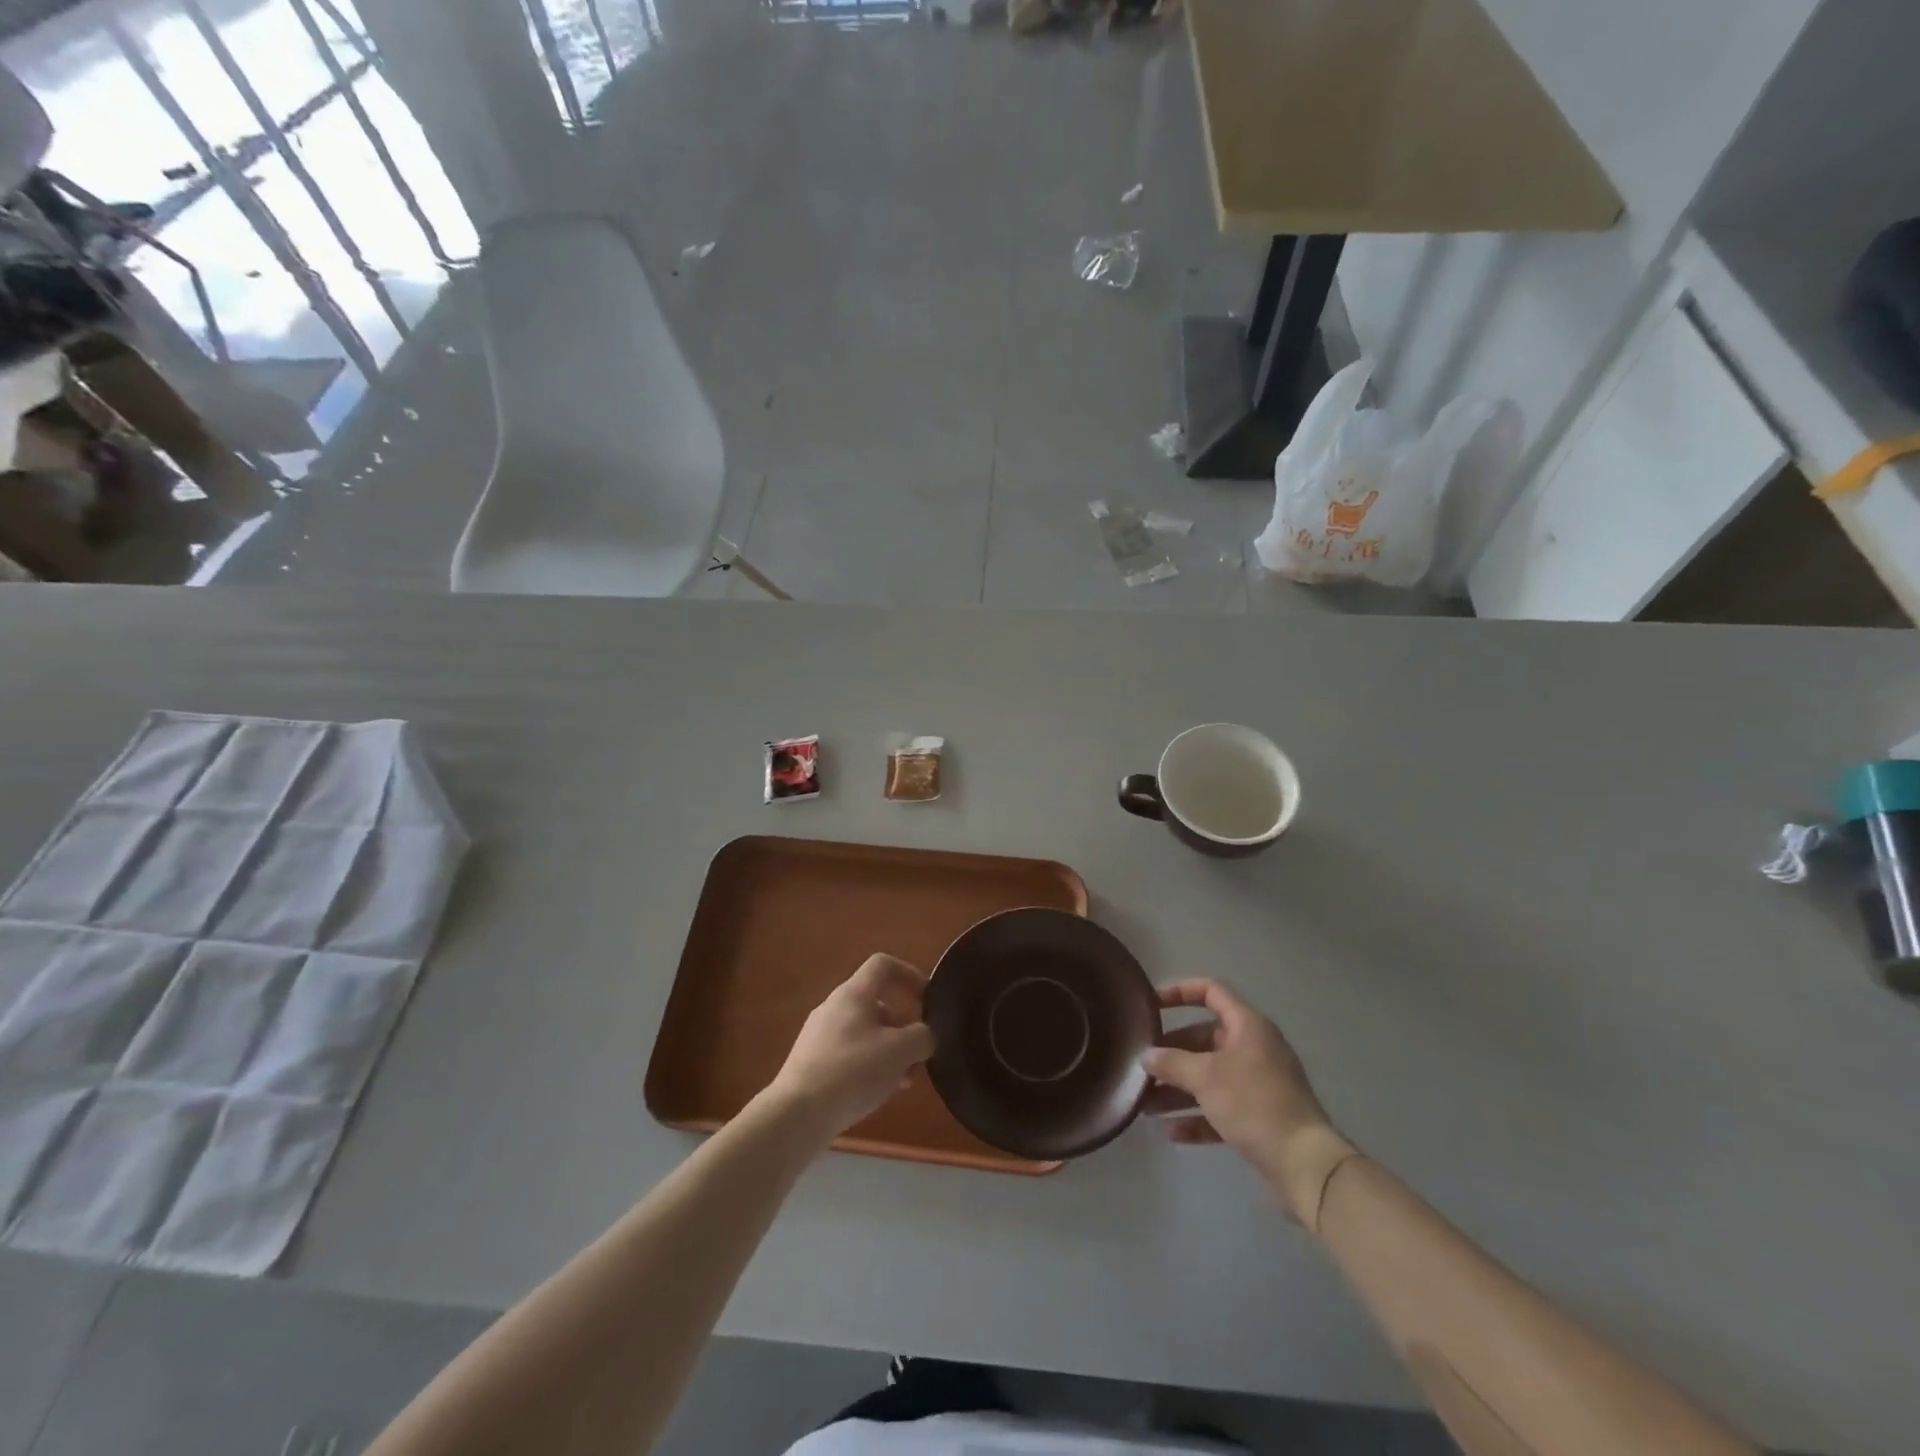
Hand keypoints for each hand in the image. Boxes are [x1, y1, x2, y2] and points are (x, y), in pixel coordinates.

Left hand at [763, 954, 935, 1143]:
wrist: (797, 1114)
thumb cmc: (853, 1072)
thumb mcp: (900, 1051)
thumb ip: (921, 1037)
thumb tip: (923, 1037)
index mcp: (854, 993)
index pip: (883, 965)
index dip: (909, 974)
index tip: (928, 999)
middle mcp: (834, 1006)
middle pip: (877, 1003)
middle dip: (904, 1025)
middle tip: (919, 1054)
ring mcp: (819, 1034)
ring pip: (865, 1031)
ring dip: (889, 1049)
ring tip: (904, 1080)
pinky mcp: (812, 1061)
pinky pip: (849, 1052)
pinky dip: (870, 1064)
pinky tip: (879, 1092)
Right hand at [1143, 980, 1357, 1228]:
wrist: (1305, 1164)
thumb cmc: (1254, 1104)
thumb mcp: (1206, 1077)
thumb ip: (1172, 1062)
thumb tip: (1147, 1056)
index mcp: (1247, 1026)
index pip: (1211, 992)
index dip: (1180, 992)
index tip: (1152, 1005)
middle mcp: (1253, 1049)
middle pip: (1204, 1039)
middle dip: (1171, 1054)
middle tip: (1143, 1065)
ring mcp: (1258, 1085)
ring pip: (1209, 1077)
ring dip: (1178, 1089)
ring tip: (1145, 1104)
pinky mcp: (1259, 1118)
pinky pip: (1220, 1108)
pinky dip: (1196, 1116)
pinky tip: (1171, 1131)